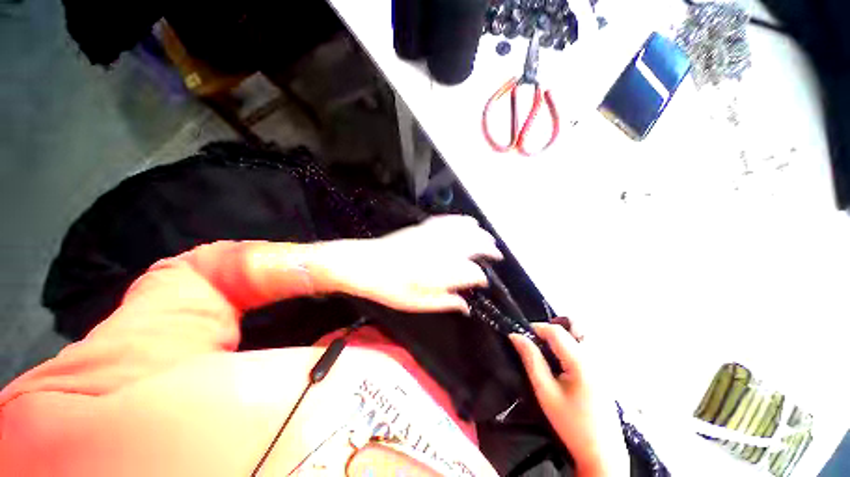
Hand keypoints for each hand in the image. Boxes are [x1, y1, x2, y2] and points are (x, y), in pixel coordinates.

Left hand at [315, 215, 502, 313]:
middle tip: (496, 255)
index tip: (483, 284)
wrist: (365, 264)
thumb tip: (465, 306)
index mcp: (442, 272)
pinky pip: (449, 220)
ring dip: (480, 234)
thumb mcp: (417, 304)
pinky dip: (462, 221)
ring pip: (466, 230)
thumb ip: (445, 303)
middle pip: (475, 245)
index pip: (473, 273)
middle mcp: (443, 250)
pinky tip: (469, 222)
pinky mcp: (424, 227)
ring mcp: (434, 236)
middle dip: (489, 250)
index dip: (481, 279)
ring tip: (488, 239)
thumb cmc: (390, 289)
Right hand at [510, 323, 628, 476]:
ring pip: (580, 334)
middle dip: (549, 330)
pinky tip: (561, 362)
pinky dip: (569, 344)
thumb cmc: (571, 424)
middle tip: (535, 343)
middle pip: (571, 328)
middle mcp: (595, 357)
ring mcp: (602, 363)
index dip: (536, 328)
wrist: (602, 453)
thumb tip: (515, 336)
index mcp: (581, 361)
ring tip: (547, 351)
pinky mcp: (603, 370)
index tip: (521, 336)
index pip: (556, 331)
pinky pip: (585, 345)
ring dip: (561, 336)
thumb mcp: (545, 392)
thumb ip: (530, 360)